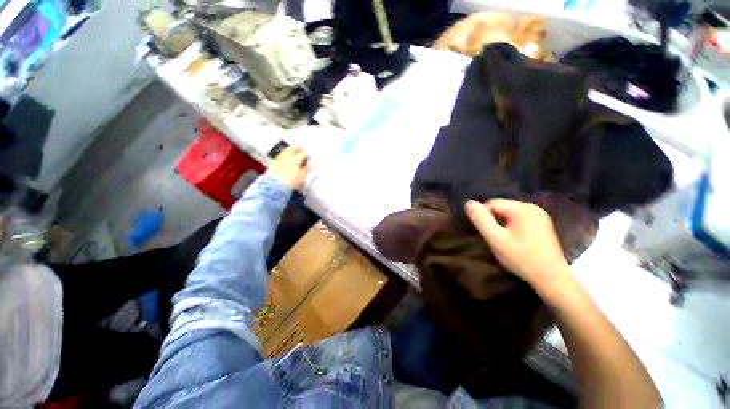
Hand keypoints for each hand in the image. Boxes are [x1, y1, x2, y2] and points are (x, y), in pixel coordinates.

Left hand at [266, 147, 308, 190]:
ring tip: (293, 153)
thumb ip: (305, 168)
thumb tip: (306, 163)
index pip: (303, 153)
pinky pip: (280, 157)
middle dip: (297, 148)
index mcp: (295, 159)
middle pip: (292, 149)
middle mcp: (286, 157)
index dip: (307, 153)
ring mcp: (279, 160)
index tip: (310, 154)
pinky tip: (286, 160)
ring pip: (285, 152)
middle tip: (301, 149)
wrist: (277, 187)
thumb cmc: (292, 182)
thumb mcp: (303, 176)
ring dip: (290, 151)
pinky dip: (284, 157)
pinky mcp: (273, 164)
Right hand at [465, 198, 570, 291]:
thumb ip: (481, 220)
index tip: (485, 233)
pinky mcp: (543, 225)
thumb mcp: (496, 239)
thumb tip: (468, 203)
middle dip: (493, 220)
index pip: (493, 203)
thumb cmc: (521, 258)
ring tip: (502, 240)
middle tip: (493, 238)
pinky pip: (519, 219)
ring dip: (502, 224)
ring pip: (509, 214)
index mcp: (523, 209)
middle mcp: (533, 208)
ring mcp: (540, 216)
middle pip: (502, 207)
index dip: (484, 217)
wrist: (551, 278)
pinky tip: (514, 240)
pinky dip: (511, 227)